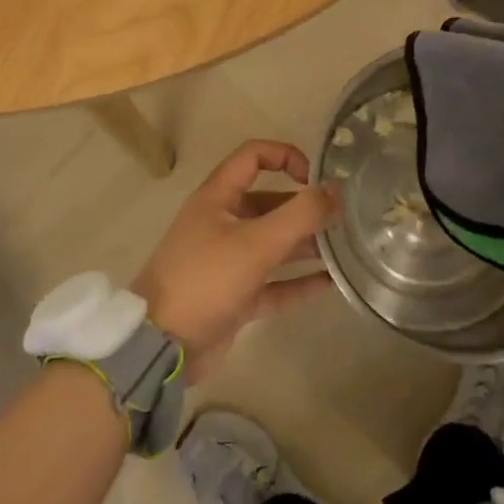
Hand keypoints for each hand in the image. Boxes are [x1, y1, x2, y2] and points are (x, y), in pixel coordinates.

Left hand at [131, 141, 339, 381]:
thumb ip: (300, 214)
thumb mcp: (256, 242)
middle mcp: (222, 223)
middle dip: (304, 208)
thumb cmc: (206, 279)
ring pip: (273, 243)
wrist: (160, 347)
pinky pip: (273, 282)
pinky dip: (297, 281)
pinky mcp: (234, 296)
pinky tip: (329, 283)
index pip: (253, 156)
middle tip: (341, 218)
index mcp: (218, 198)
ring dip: (305, 243)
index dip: (286, 156)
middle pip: (269, 203)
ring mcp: (227, 261)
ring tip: (342, 248)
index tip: (315, 178)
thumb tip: (336, 191)